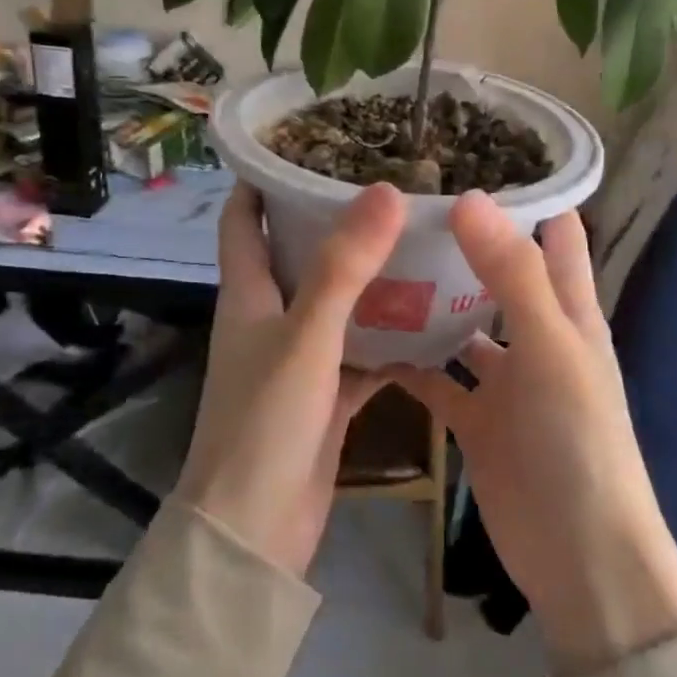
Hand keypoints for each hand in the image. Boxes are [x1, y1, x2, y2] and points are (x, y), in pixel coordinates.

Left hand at [175, 181, 404, 576]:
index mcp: (248, 294)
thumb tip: (385, 191)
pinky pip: (362, 350)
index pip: (243, 219)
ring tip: (421, 239)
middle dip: (334, 220)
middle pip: (298, 253)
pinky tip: (433, 318)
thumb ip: (344, 267)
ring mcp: (299, 357)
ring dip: (370, 277)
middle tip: (389, 187)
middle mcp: (269, 317)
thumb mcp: (306, 336)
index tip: (306, 145)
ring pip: (337, 302)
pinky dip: (391, 335)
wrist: (255, 532)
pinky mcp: (326, 394)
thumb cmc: (266, 422)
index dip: (263, 180)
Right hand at [390, 192, 676, 673]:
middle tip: (400, 203)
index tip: (469, 157)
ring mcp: (506, 380)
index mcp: (569, 311)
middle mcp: (537, 336)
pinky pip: (437, 379)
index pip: (554, 234)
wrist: (579, 558)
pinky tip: (365, 338)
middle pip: (499, 273)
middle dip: (461, 240)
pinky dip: (409, 361)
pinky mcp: (476, 420)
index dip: (524, 195)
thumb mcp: (551, 349)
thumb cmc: (577, 442)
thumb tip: (469, 198)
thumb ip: (511, 275)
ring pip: (462, 325)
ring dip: (429, 300)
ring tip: (373, 259)